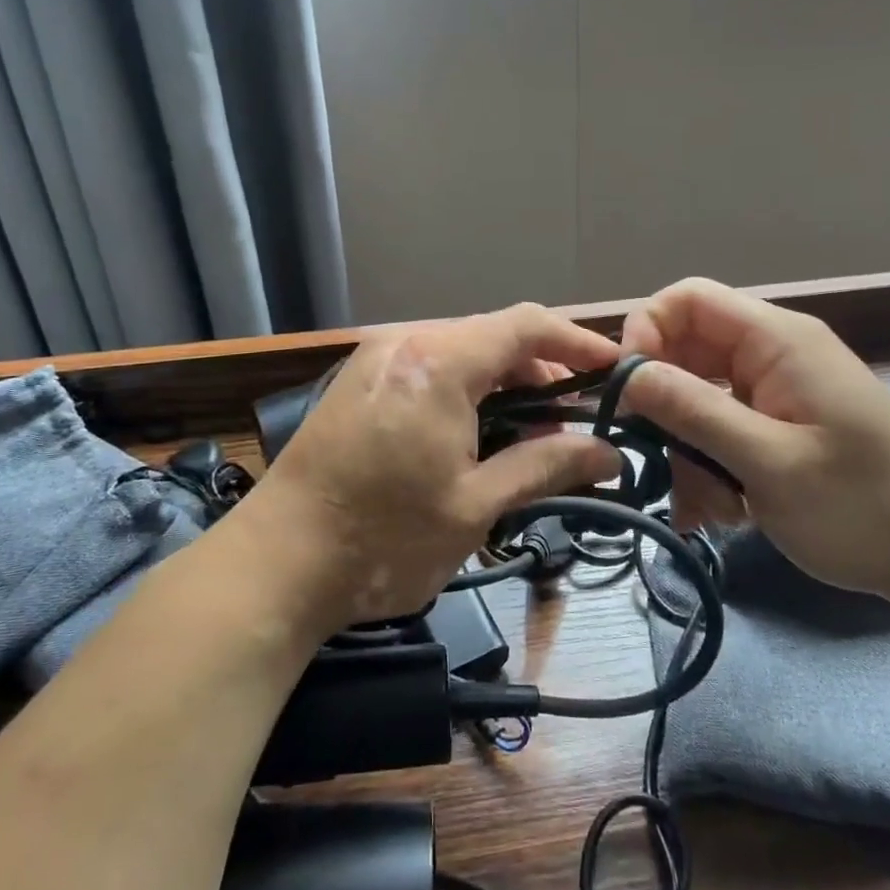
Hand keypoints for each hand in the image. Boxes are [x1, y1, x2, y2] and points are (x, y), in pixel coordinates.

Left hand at [251, 304, 622, 634]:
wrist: (275, 565)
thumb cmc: (384, 538)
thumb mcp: (476, 505)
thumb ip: (546, 465)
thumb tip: (609, 453)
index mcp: (439, 360)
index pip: (526, 325)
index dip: (577, 342)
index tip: (615, 370)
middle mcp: (406, 341)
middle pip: (492, 334)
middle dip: (542, 367)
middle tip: (577, 414)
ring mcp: (375, 358)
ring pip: (460, 351)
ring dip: (503, 380)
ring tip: (535, 427)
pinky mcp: (357, 381)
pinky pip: (428, 366)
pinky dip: (466, 388)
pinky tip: (480, 428)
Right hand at [620, 278, 889, 601]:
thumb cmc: (861, 506)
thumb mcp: (770, 462)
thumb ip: (695, 411)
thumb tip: (627, 373)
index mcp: (778, 340)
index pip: (689, 298)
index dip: (646, 329)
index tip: (627, 388)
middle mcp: (771, 354)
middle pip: (685, 352)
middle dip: (665, 408)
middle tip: (661, 461)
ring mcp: (773, 391)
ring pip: (695, 399)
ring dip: (687, 451)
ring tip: (711, 506)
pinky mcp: (774, 425)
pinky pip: (718, 430)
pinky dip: (707, 466)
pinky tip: (721, 511)